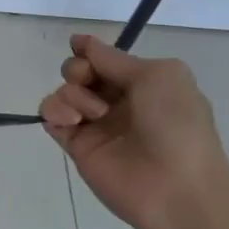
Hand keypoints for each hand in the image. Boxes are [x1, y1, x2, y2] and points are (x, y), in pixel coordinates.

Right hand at [39, 34, 228, 228]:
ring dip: (71, 94)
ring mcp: (95, 125)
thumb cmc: (176, 124)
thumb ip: (113, 58)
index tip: (79, 48)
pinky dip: (54, 112)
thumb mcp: (158, 75)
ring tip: (90, 113)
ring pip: (63, 92)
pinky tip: (71, 121)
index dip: (89, 51)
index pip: (104, 59)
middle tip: (86, 80)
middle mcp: (117, 102)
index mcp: (143, 84)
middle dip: (77, 69)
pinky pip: (52, 118)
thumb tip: (80, 41)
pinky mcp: (76, 146)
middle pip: (79, 72)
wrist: (177, 187)